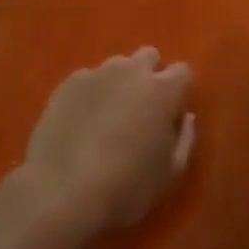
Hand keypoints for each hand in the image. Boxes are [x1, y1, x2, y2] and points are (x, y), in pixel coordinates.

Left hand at [23, 48, 194, 233]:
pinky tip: (81, 121)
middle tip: (142, 109)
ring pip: (116, 66)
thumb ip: (184, 138)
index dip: (179, 90)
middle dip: (150, 75)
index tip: (171, 112)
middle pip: (148, 56)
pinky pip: (87, 79)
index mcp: (162, 91)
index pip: (182, 71)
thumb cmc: (127, 187)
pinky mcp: (67, 84)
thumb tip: (186, 117)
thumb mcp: (170, 173)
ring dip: (119, 82)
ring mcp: (96, 74)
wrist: (62, 192)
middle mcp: (131, 72)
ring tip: (108, 115)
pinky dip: (90, 93)